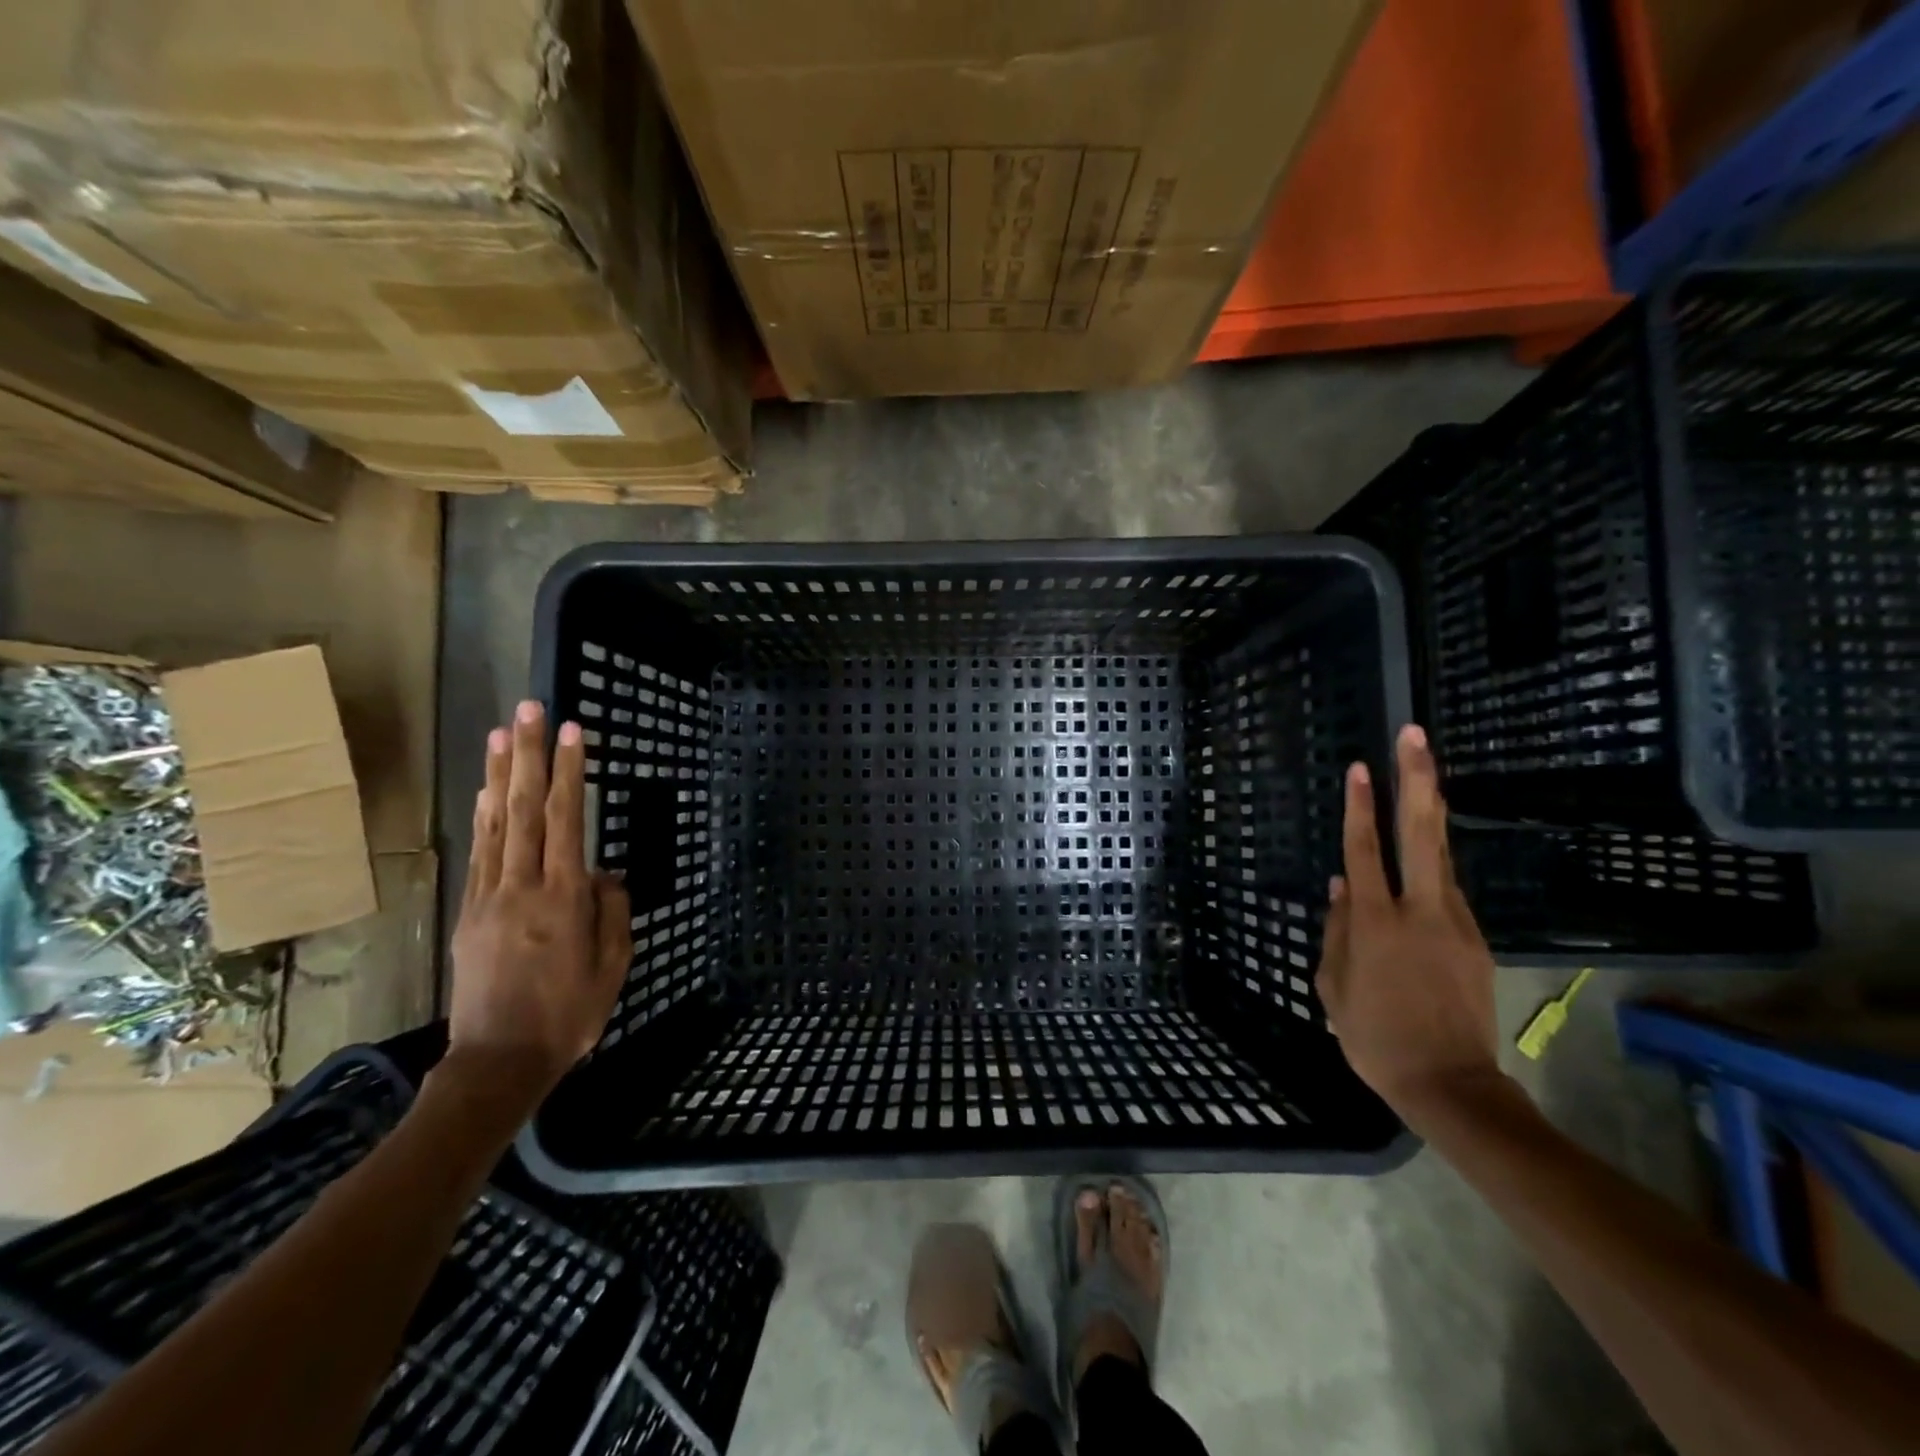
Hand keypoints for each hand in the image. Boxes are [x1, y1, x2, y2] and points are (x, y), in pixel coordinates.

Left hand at [446, 700, 630, 1103]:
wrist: (498, 1061)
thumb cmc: (570, 1015)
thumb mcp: (613, 966)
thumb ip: (612, 912)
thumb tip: (605, 873)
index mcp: (564, 899)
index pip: (567, 821)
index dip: (571, 773)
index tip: (575, 732)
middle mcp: (523, 887)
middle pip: (526, 809)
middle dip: (530, 755)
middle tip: (531, 710)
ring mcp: (490, 897)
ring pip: (497, 824)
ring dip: (501, 774)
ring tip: (502, 733)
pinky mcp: (470, 912)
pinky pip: (480, 853)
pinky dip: (484, 817)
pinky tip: (489, 791)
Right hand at [1315, 723, 1501, 1127]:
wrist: (1450, 1084)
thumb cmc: (1373, 1037)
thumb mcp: (1333, 986)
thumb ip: (1337, 929)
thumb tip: (1341, 884)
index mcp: (1376, 923)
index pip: (1364, 850)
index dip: (1359, 807)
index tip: (1360, 767)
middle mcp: (1420, 911)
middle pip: (1421, 832)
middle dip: (1416, 780)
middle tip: (1414, 737)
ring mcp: (1455, 923)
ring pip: (1441, 856)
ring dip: (1430, 812)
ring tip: (1422, 777)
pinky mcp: (1475, 940)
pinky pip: (1447, 892)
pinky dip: (1431, 868)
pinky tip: (1420, 865)